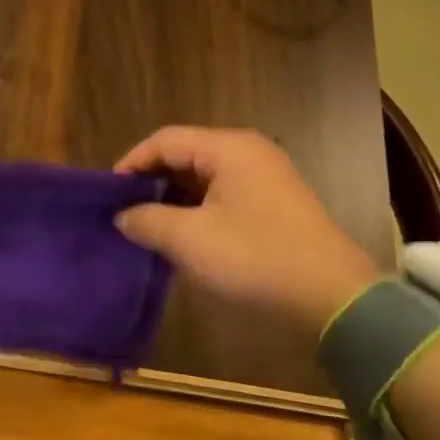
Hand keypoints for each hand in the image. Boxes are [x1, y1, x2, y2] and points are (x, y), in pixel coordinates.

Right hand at [114, 127, 382, 333]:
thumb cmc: (254, 258)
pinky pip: (221, 197)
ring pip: (202, 178)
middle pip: (183, 155)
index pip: (164, 140)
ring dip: (171, 200)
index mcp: (229, 149)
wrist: (332, 299)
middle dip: (149, 181)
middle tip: (122, 212)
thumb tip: (123, 215)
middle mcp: (248, 154)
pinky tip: (179, 238)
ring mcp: (264, 180)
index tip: (107, 195)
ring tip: (144, 227)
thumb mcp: (188, 239)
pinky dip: (194, 211)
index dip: (130, 163)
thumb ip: (146, 220)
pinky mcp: (272, 207)